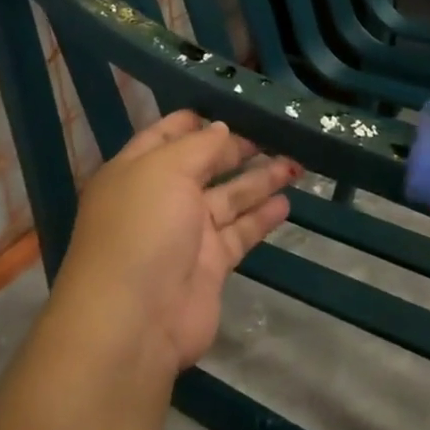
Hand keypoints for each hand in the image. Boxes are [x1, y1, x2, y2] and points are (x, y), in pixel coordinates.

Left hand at [43, 111, 300, 381]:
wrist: (134, 322)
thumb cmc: (142, 230)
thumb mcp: (166, 170)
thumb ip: (199, 146)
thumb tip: (222, 129)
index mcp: (136, 171)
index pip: (167, 135)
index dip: (198, 121)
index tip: (234, 107)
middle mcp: (160, 199)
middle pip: (204, 166)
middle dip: (238, 149)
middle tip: (277, 133)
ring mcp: (186, 234)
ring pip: (229, 198)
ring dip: (259, 180)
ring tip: (295, 163)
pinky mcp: (210, 265)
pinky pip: (240, 232)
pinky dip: (262, 217)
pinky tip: (286, 202)